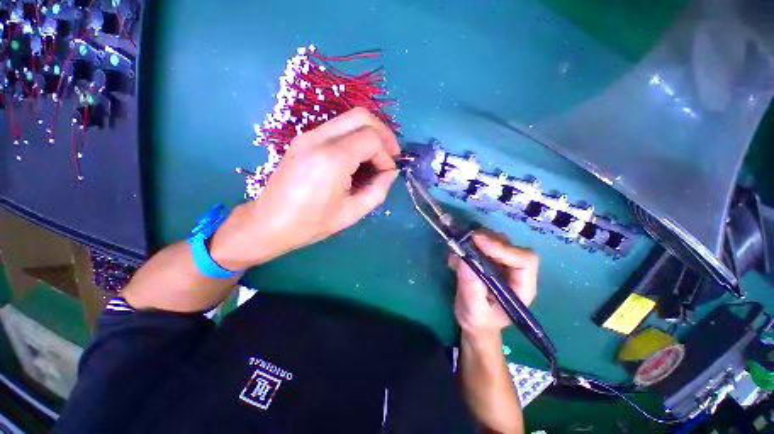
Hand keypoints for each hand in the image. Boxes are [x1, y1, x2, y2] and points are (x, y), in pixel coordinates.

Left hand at [211, 108, 399, 269]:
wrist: (268, 223)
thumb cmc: (311, 223)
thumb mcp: (352, 213)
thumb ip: (378, 190)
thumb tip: (391, 173)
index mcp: (332, 160)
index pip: (371, 139)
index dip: (386, 155)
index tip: (389, 173)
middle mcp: (319, 139)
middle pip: (361, 116)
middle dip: (383, 133)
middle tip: (392, 154)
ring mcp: (308, 135)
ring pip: (349, 118)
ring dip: (370, 133)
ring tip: (378, 155)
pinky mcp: (303, 139)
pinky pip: (337, 127)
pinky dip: (355, 136)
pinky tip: (358, 156)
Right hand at [449, 231, 537, 338]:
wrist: (475, 321)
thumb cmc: (479, 320)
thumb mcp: (473, 309)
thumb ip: (471, 287)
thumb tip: (465, 260)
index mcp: (522, 287)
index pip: (524, 260)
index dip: (503, 248)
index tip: (478, 242)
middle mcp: (516, 272)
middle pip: (510, 246)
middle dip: (487, 240)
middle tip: (465, 240)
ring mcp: (504, 263)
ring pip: (497, 240)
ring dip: (477, 240)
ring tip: (459, 249)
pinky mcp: (491, 259)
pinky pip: (484, 243)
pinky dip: (469, 244)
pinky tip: (457, 257)